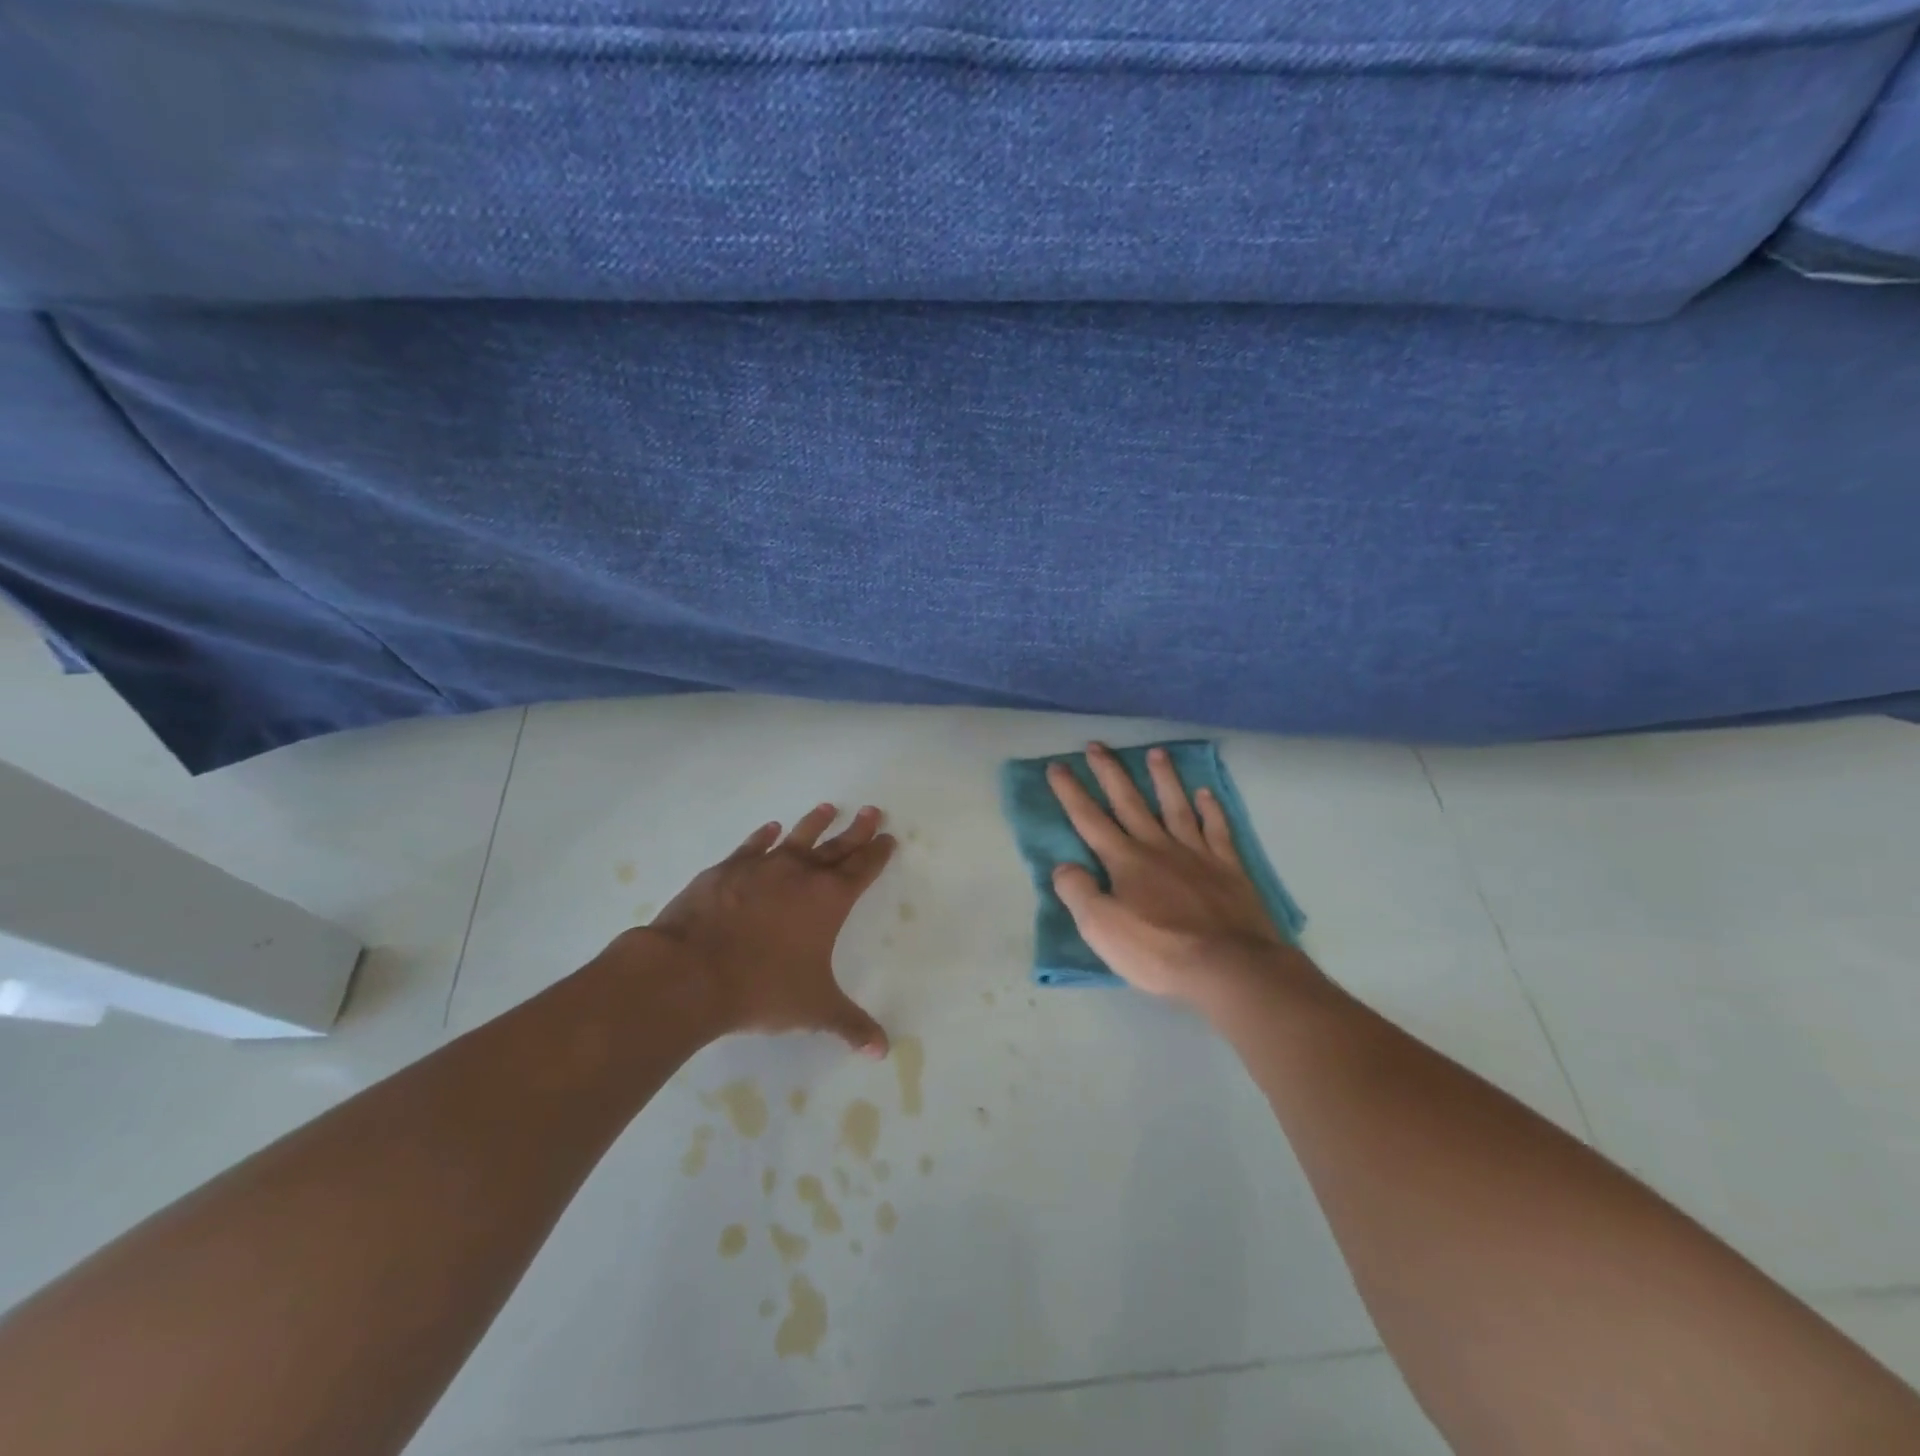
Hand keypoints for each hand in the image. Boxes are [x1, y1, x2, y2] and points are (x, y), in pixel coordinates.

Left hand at [626, 804, 895, 1054]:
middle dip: (857, 830)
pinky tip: (769, 829)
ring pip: (796, 837)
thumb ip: (850, 1025)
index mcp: (828, 900)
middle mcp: (800, 874)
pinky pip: (752, 846)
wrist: (691, 972)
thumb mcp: (814, 1010)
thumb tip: (883, 1050)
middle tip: (872, 811)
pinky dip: (763, 836)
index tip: (888, 837)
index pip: (862, 869)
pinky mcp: (726, 870)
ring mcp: (761, 866)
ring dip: (814, 823)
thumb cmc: (762, 988)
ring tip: (828, 807)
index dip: (878, 854)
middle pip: (837, 845)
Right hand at [1047, 743, 1310, 1006]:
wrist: (1229, 967)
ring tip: (1156, 753)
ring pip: (1176, 806)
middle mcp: (1158, 847)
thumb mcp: (1101, 928)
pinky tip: (1206, 794)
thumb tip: (1063, 865)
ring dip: (1163, 779)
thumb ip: (1078, 892)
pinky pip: (1217, 830)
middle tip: (1097, 745)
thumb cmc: (1158, 951)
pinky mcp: (1228, 868)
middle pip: (1129, 802)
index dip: (1071, 792)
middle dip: (1110, 773)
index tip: (1058, 766)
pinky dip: (1211, 809)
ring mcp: (1197, 854)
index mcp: (1125, 861)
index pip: (1090, 819)